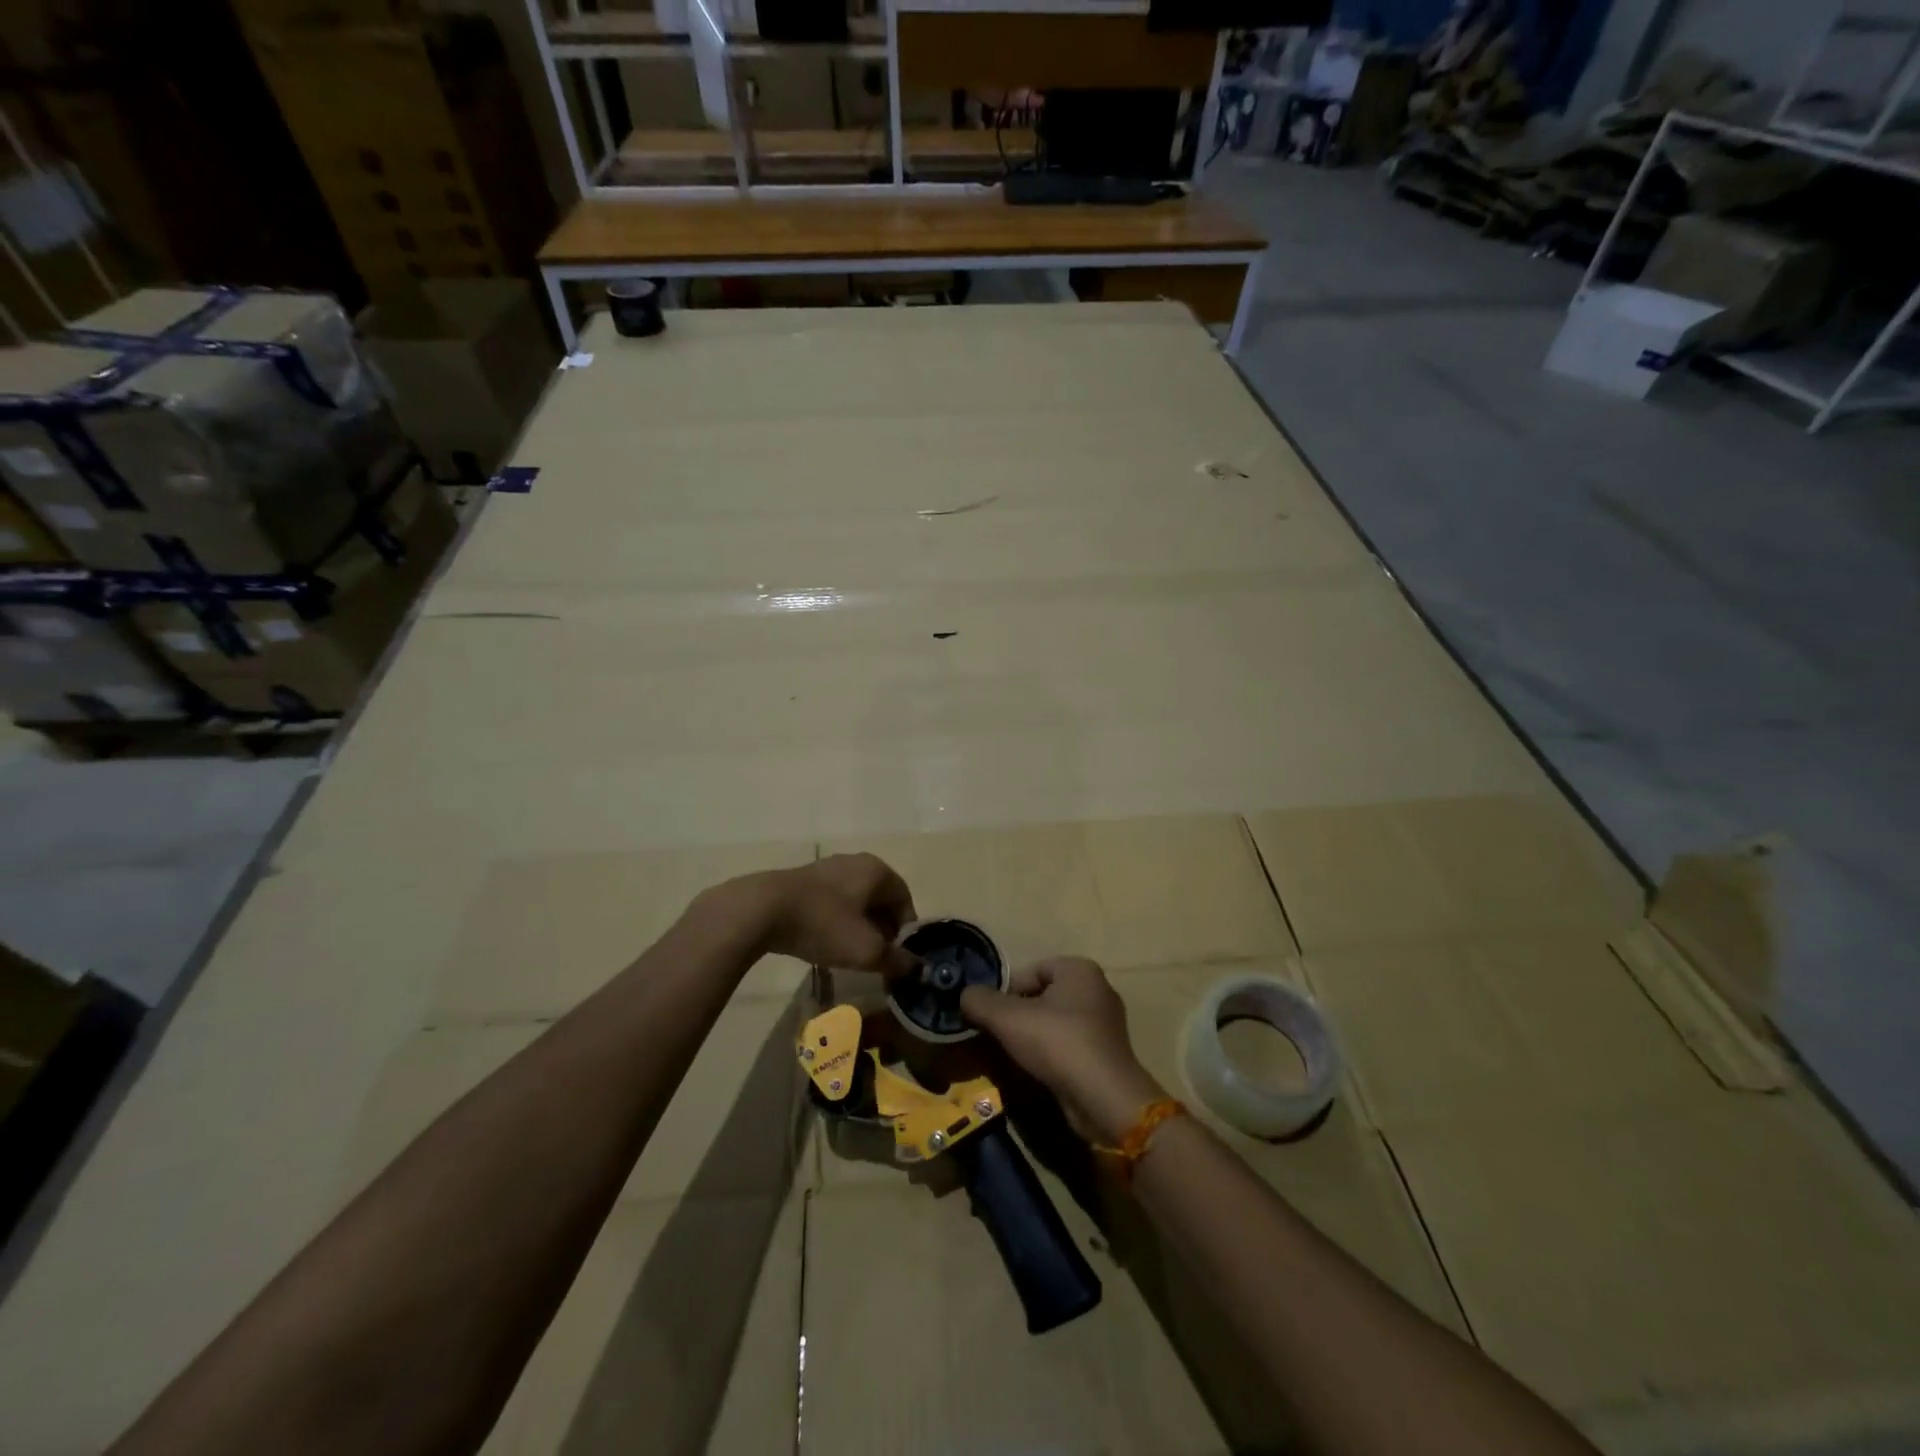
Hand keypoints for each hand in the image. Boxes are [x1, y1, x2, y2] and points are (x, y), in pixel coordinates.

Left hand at [729, 853, 918, 975]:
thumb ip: (897, 960)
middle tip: (875, 959)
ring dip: (858, 928)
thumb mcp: (866, 951)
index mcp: (877, 870)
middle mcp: (856, 862)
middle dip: (882, 931)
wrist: (762, 910)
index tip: (897, 958)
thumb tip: (916, 967)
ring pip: (855, 902)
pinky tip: (823, 942)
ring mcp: (827, 868)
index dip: (905, 932)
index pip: (905, 901)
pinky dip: (835, 922)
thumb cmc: (824, 925)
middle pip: (880, 900)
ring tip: (848, 954)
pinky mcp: (804, 880)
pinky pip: (832, 902)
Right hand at [960, 957, 1165, 1143]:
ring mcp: (1106, 1023)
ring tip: (1016, 1057)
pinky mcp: (1107, 1053)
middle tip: (999, 1037)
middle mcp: (1097, 989)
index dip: (1006, 992)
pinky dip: (1052, 1054)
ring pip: (1055, 1022)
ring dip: (1033, 1037)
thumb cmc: (1058, 1044)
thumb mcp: (1008, 1018)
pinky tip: (1039, 1072)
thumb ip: (980, 1001)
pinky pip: (1069, 1045)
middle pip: (1042, 996)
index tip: (992, 1018)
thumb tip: (965, 995)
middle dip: (1019, 1015)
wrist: (1104, 1099)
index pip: (1030, 971)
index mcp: (1079, 969)